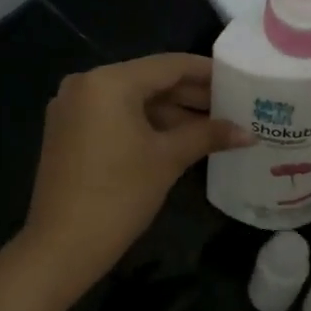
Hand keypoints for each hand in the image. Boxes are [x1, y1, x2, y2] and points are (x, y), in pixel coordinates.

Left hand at [23, 54, 250, 289]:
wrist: (62, 245)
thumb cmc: (120, 195)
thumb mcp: (168, 159)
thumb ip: (207, 135)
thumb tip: (248, 133)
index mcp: (109, 81)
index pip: (168, 65)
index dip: (206, 72)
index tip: (237, 78)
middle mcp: (86, 84)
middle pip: (148, 80)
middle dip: (189, 94)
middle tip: (231, 105)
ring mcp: (72, 108)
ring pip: (131, 100)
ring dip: (169, 111)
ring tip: (211, 124)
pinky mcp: (67, 131)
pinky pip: (113, 116)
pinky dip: (144, 123)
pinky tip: (177, 137)